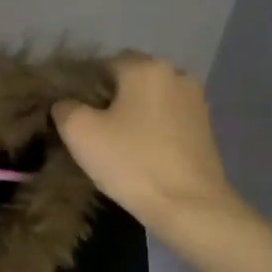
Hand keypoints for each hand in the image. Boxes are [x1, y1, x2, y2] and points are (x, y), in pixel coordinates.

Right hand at [52, 56, 247, 234]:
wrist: (190, 207)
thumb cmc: (132, 162)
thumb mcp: (80, 133)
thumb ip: (65, 108)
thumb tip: (66, 104)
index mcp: (146, 67)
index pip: (104, 64)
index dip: (85, 87)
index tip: (74, 114)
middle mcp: (176, 74)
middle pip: (131, 80)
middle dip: (111, 99)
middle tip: (93, 130)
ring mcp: (196, 101)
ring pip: (151, 99)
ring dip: (134, 114)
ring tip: (117, 143)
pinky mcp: (206, 127)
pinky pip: (168, 118)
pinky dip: (153, 129)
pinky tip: (142, 153)